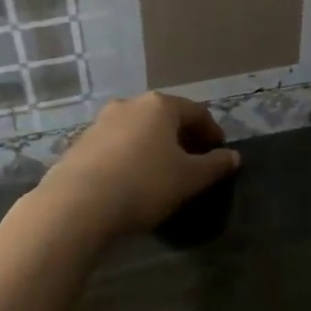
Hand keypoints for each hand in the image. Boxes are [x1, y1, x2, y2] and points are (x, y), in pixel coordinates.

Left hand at [38, 92, 239, 241]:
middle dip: (182, 137)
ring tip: (163, 172)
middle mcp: (129, 105)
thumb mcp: (190, 178)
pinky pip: (116, 145)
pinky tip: (133, 180)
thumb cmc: (144, 184)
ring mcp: (100, 123)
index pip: (196, 112)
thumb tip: (233, 156)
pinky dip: (131, 156)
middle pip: (165, 118)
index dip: (213, 132)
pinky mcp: (80, 144)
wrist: (77, 205)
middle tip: (194, 162)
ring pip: (138, 130)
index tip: (220, 152)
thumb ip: (215, 165)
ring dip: (155, 146)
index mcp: (160, 106)